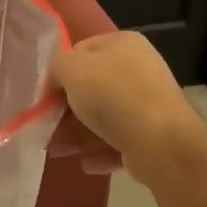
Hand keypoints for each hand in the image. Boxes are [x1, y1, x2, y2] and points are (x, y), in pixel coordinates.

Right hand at [50, 32, 206, 206]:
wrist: (161, 142)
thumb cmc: (113, 96)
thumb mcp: (72, 70)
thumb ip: (56, 68)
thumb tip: (56, 82)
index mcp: (123, 43)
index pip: (81, 51)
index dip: (60, 73)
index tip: (46, 97)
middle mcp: (139, 68)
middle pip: (91, 88)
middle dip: (66, 111)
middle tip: (46, 129)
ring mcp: (148, 102)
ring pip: (103, 117)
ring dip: (77, 135)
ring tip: (58, 152)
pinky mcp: (153, 134)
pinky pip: (119, 140)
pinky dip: (101, 151)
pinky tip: (88, 162)